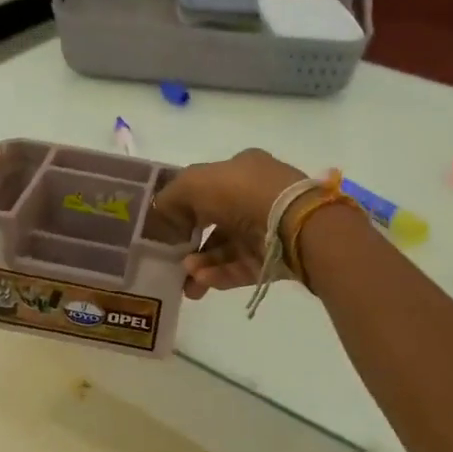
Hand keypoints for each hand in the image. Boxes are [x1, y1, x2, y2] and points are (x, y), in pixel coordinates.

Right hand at [149, 149, 307, 298]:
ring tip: (188, 276)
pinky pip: (240, 268)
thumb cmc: (240, 192)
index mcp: (241, 170)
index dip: (183, 207)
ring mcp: (266, 228)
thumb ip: (170, 197)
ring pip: (226, 249)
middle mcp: (254, 196)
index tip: (165, 228)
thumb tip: (161, 215)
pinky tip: (201, 281)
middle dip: (190, 243)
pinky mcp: (274, 258)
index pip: (206, 188)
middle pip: (214, 223)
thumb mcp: (193, 182)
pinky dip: (219, 275)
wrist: (291, 222)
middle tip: (172, 260)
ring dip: (202, 262)